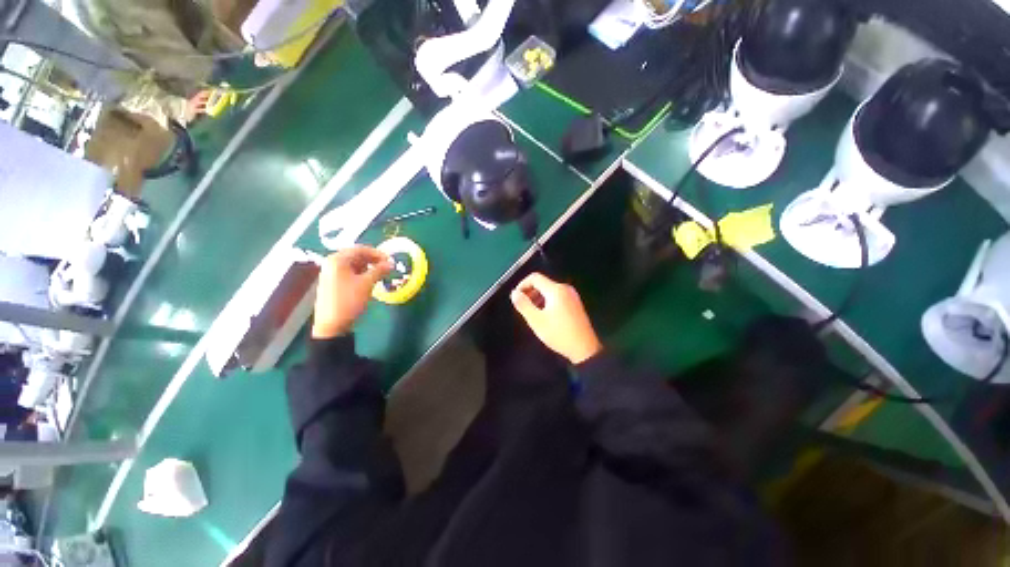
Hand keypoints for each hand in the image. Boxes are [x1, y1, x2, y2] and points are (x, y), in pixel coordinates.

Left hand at [312, 246, 392, 338]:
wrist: (332, 325)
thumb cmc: (349, 301)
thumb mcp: (367, 284)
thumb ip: (379, 270)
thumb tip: (391, 263)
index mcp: (337, 260)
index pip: (360, 249)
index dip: (377, 253)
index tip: (390, 260)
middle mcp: (331, 263)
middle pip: (355, 256)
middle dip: (373, 260)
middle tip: (387, 267)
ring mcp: (330, 273)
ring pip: (353, 265)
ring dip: (368, 267)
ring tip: (381, 274)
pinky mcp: (333, 283)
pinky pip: (349, 272)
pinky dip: (361, 273)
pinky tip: (370, 280)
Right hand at [510, 272, 602, 363]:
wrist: (584, 349)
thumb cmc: (559, 334)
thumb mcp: (536, 321)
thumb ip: (523, 304)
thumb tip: (514, 293)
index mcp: (556, 290)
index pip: (535, 277)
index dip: (522, 284)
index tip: (516, 297)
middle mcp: (565, 288)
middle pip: (543, 283)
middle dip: (530, 292)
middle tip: (523, 306)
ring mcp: (572, 296)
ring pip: (550, 290)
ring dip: (538, 297)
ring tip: (532, 312)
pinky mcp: (575, 303)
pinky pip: (557, 296)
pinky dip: (547, 301)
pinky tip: (545, 315)